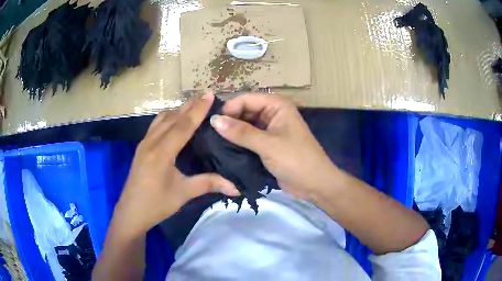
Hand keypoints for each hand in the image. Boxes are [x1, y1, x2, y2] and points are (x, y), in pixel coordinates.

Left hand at [113, 92, 239, 238]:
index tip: (210, 95)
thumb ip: (209, 184)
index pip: (183, 126)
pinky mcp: (141, 147)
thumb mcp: (183, 194)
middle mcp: (151, 143)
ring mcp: (144, 143)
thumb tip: (236, 187)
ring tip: (193, 105)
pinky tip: (175, 119)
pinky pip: (156, 125)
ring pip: (162, 119)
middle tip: (206, 94)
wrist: (131, 212)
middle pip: (172, 117)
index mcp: (162, 153)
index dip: (198, 110)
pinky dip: (168, 117)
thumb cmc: (157, 204)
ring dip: (178, 110)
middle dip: (190, 105)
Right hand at [210, 94, 340, 201]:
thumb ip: (241, 132)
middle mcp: (273, 113)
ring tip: (212, 141)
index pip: (246, 99)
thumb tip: (214, 120)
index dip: (229, 108)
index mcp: (277, 105)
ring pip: (245, 125)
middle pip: (245, 111)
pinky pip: (249, 138)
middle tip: (209, 134)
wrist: (315, 184)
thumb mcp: (268, 145)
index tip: (211, 123)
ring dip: (232, 132)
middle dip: (229, 120)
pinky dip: (238, 142)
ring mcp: (270, 130)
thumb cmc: (296, 160)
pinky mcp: (267, 144)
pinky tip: (223, 149)